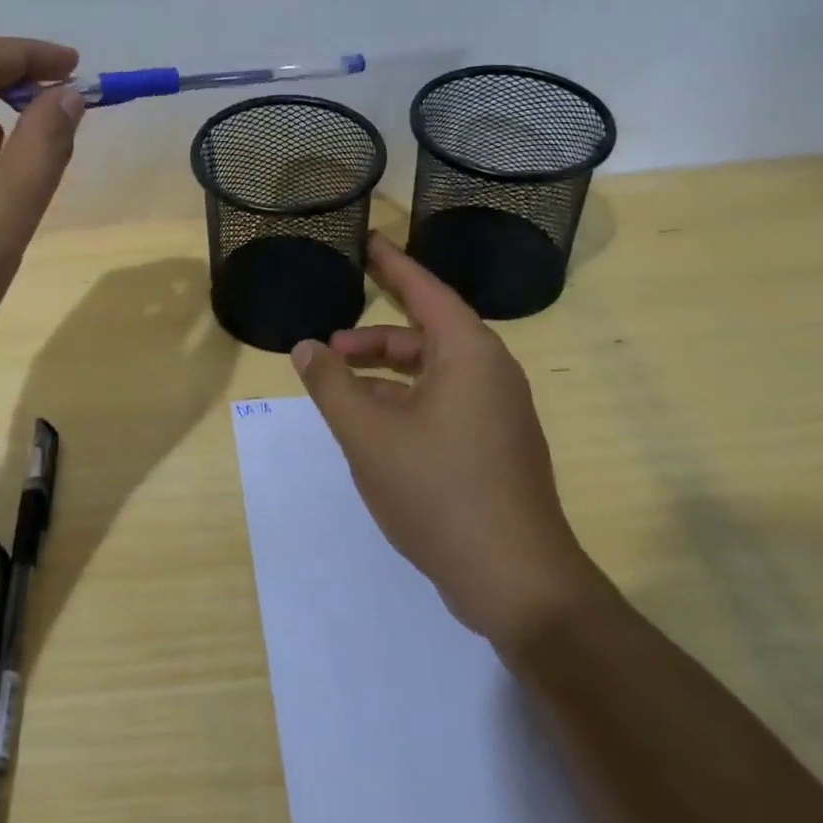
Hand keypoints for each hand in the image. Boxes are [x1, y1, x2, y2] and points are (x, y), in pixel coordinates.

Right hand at [290, 233, 602, 653]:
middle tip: (328, 342)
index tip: (367, 239)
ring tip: (340, 389)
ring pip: (432, 372)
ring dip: (385, 374)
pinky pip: (444, 401)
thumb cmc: (439, 491)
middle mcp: (490, 370)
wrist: (518, 583)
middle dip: (373, 337)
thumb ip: (330, 384)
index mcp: (468, 352)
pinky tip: (373, 426)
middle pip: (425, 332)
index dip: (391, 263)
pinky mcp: (497, 444)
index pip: (424, 288)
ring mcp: (498, 410)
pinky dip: (405, 400)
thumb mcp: (367, 433)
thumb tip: (305, 347)